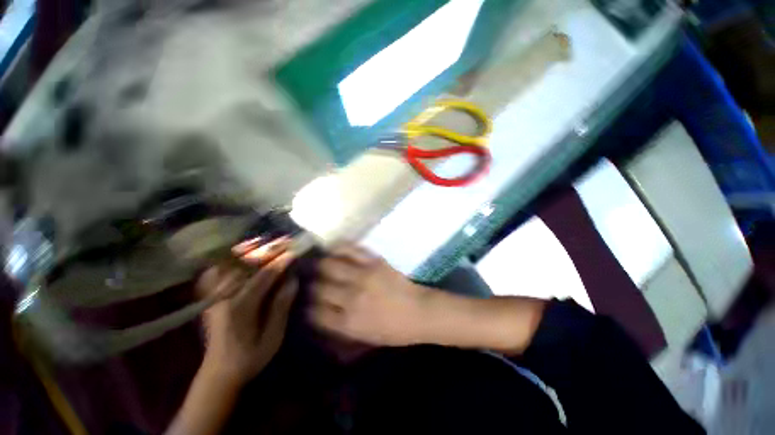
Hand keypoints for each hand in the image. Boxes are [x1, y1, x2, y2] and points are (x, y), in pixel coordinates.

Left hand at [197, 247, 297, 385]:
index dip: (280, 262)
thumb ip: (281, 306)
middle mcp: (223, 297)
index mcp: (240, 308)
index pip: (264, 276)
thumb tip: (292, 280)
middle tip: (282, 241)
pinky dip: (226, 260)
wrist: (219, 373)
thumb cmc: (250, 357)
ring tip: (263, 242)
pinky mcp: (210, 298)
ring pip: (228, 264)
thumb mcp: (272, 336)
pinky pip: (215, 272)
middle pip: (245, 265)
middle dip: (265, 250)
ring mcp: (213, 297)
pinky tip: (237, 256)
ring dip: (246, 251)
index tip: (294, 251)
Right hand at [309, 244, 431, 346]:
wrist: (419, 312)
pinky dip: (339, 247)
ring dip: (321, 265)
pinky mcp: (374, 262)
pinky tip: (333, 248)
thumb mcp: (364, 337)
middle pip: (319, 288)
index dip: (309, 308)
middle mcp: (350, 298)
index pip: (315, 313)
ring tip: (321, 264)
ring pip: (329, 266)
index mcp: (348, 323)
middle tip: (314, 282)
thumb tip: (321, 314)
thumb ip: (340, 327)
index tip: (310, 303)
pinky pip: (351, 250)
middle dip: (312, 286)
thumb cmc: (394, 330)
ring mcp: (362, 277)